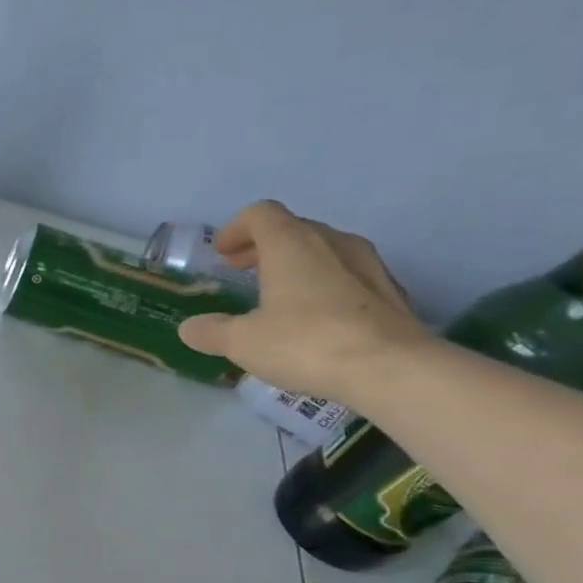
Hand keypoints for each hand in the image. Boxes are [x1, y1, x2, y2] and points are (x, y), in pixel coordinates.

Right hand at [176, 201, 427, 399]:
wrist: (392, 369)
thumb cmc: (306, 343)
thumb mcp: (242, 342)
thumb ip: (212, 331)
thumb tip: (190, 328)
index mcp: (291, 244)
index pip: (261, 214)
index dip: (236, 229)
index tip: (221, 253)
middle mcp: (331, 242)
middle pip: (293, 228)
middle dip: (263, 246)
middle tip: (242, 270)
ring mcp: (367, 264)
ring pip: (323, 250)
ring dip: (296, 263)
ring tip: (278, 293)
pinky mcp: (389, 291)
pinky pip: (347, 275)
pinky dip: (324, 284)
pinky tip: (315, 317)